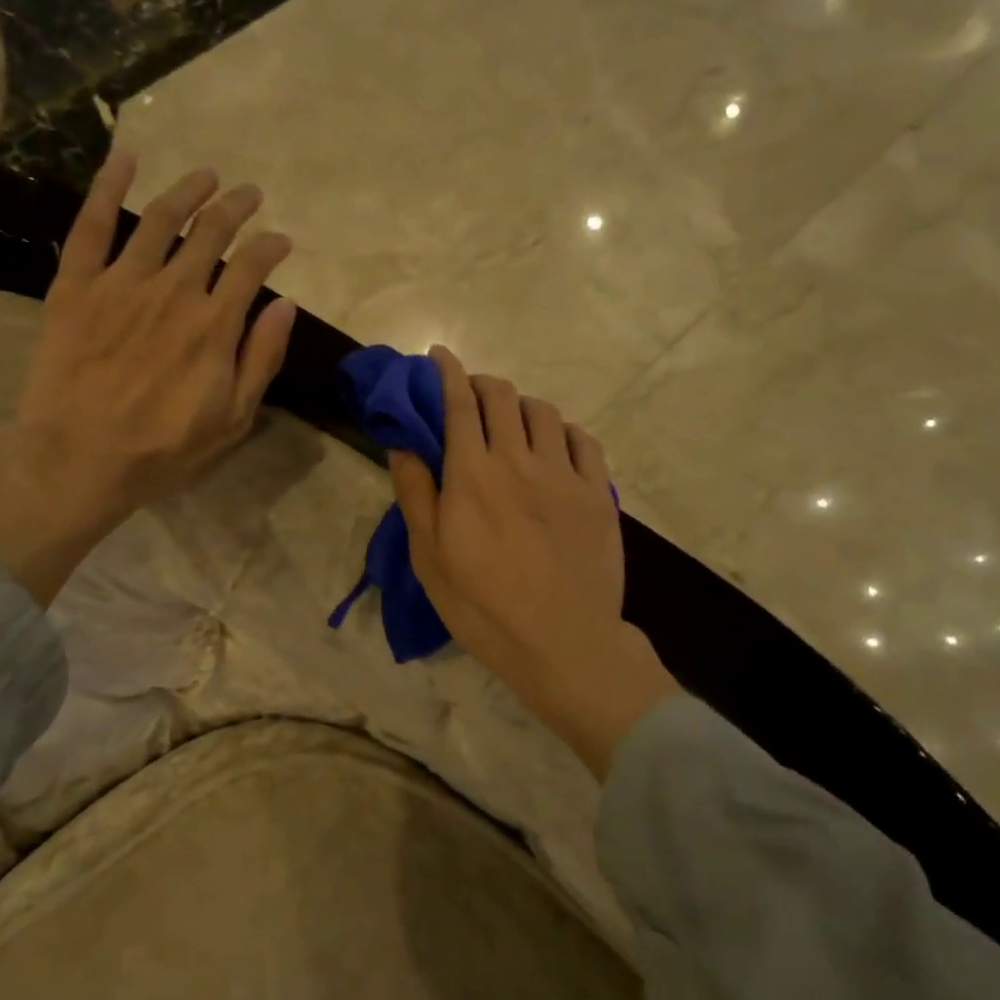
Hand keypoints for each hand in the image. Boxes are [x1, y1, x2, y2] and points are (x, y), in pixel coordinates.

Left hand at [0, 150, 296, 603]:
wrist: (77, 460)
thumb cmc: (163, 450)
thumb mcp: (232, 419)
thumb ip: (261, 358)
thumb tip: (285, 304)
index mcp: (214, 325)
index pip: (252, 266)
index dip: (271, 247)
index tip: (281, 241)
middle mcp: (173, 291)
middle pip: (211, 232)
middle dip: (236, 208)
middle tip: (249, 194)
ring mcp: (121, 283)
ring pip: (161, 220)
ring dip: (188, 191)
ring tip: (207, 175)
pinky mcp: (76, 286)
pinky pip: (92, 225)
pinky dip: (108, 186)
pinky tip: (125, 159)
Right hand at [389, 347, 675, 777]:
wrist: (564, 643)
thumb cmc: (484, 608)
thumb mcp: (430, 560)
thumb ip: (415, 495)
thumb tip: (402, 444)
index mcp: (472, 474)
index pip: (459, 403)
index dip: (447, 371)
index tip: (439, 356)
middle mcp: (518, 460)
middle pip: (502, 396)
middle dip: (481, 384)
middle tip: (470, 398)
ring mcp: (564, 474)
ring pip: (543, 411)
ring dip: (521, 405)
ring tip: (513, 424)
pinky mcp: (597, 492)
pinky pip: (583, 440)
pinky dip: (563, 431)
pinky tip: (555, 446)